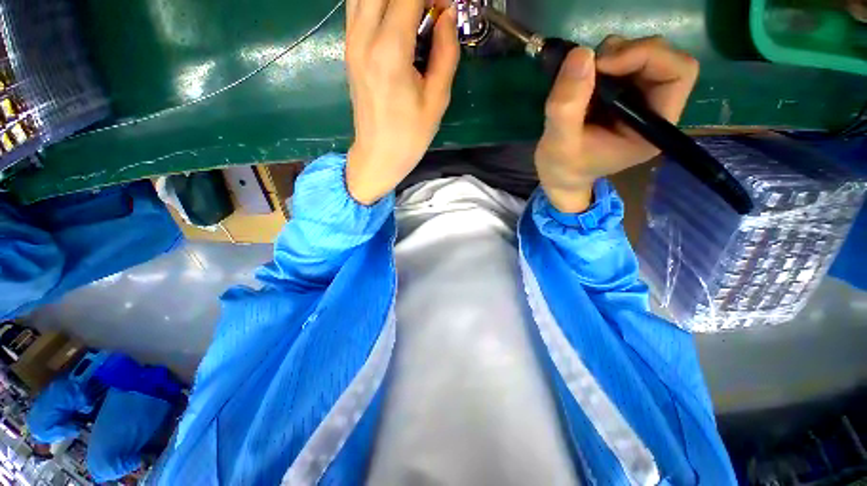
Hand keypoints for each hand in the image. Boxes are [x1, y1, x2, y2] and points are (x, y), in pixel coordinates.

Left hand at [344, 0, 459, 203]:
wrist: (378, 155)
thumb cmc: (410, 136)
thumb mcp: (437, 99)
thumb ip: (446, 52)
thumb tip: (448, 15)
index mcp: (389, 52)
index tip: (448, 9)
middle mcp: (363, 37)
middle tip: (432, 11)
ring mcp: (351, 41)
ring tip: (416, 14)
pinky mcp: (349, 48)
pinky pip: (358, 5)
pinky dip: (379, 2)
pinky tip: (397, 18)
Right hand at [535, 36, 698, 212]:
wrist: (559, 175)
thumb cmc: (563, 167)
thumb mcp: (559, 144)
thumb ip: (567, 106)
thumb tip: (581, 54)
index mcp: (652, 129)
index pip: (678, 74)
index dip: (645, 56)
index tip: (602, 65)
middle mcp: (654, 109)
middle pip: (662, 58)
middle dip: (625, 53)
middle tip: (589, 67)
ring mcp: (638, 99)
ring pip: (641, 54)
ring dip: (610, 55)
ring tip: (580, 79)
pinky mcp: (621, 93)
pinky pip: (621, 61)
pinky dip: (600, 61)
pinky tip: (581, 81)